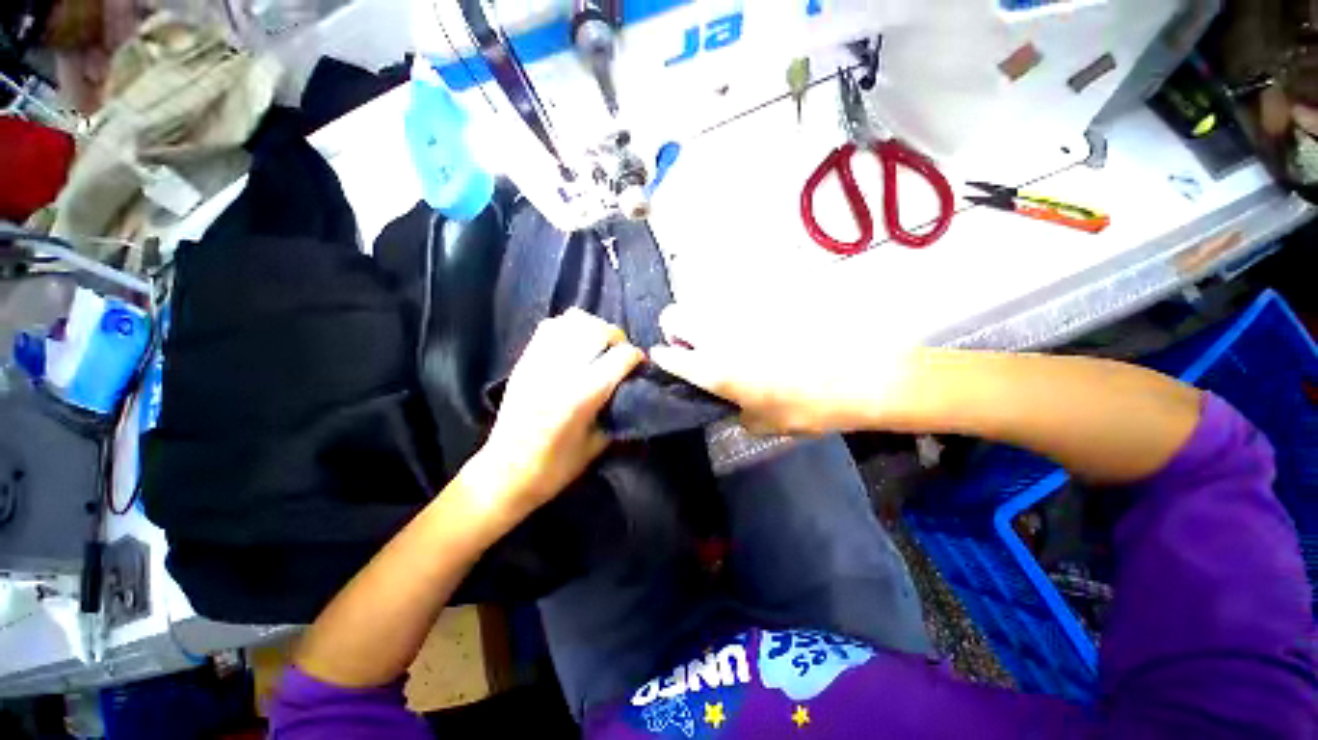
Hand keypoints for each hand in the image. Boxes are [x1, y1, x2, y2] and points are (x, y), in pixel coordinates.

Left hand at [463, 309, 643, 523]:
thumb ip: (617, 411)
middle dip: (617, 337)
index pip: (620, 357)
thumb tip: (631, 388)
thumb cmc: (556, 467)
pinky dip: (568, 327)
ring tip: (598, 344)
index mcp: (583, 395)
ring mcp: (539, 362)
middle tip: (621, 353)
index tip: (640, 365)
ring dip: (593, 328)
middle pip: (598, 331)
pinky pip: (549, 327)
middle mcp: (562, 371)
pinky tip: (574, 344)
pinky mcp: (524, 361)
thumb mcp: (597, 446)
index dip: (636, 356)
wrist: (505, 473)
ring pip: (572, 321)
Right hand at [649, 303, 918, 434]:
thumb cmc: (808, 407)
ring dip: (705, 322)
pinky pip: (737, 304)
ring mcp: (741, 313)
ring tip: (729, 339)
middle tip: (694, 346)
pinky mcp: (764, 300)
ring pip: (703, 305)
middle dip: (674, 330)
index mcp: (714, 369)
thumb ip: (737, 412)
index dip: (661, 358)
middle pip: (673, 315)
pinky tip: (759, 331)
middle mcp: (719, 335)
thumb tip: (731, 402)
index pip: (668, 356)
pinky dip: (736, 316)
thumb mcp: (765, 424)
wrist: (861, 375)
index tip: (664, 360)